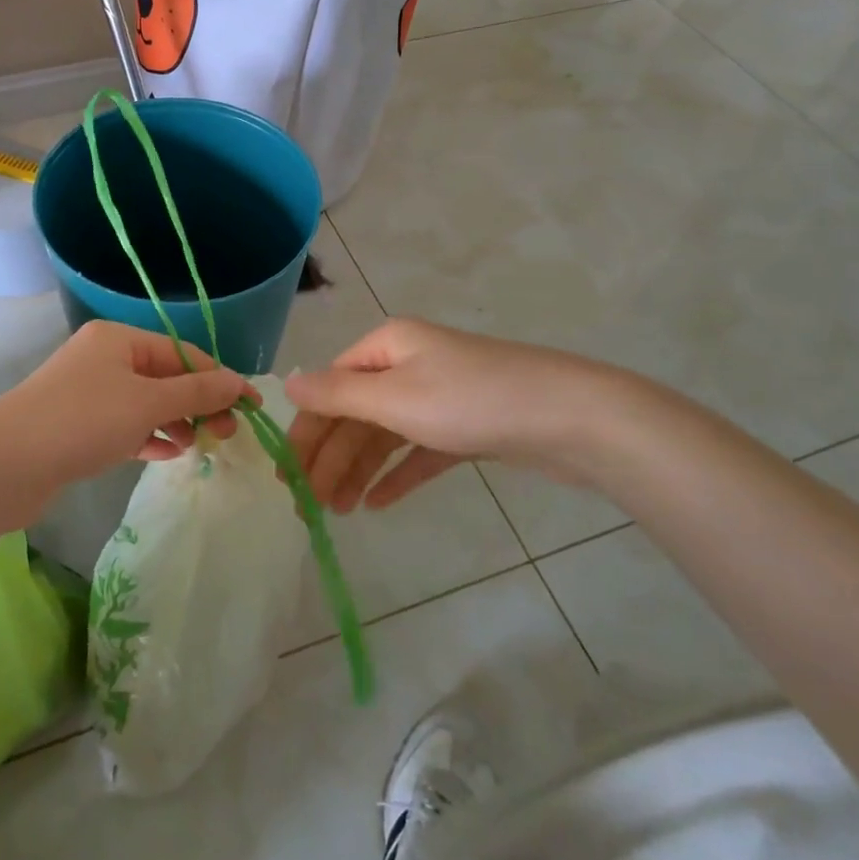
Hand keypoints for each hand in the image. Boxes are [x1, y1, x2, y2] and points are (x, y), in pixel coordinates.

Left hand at [0, 321, 255, 488]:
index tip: (251, 407)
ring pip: (146, 403)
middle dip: (199, 403)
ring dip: (176, 421)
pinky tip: (168, 453)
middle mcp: (104, 358)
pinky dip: (149, 436)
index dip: (221, 379)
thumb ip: (197, 392)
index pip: (183, 353)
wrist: (5, 464)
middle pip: (166, 377)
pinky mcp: (78, 426)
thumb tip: (239, 383)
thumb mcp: (147, 402)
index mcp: (120, 339)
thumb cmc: (83, 420)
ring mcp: (89, 393)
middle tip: (226, 434)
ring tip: (200, 446)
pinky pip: (126, 426)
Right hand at [284, 318, 635, 511]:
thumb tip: (286, 384)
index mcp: (388, 346)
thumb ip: (337, 395)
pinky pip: (419, 449)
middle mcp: (409, 363)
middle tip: (310, 506)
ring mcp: (440, 394)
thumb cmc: (471, 401)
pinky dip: (397, 473)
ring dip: (359, 470)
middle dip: (331, 458)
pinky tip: (378, 504)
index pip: (330, 387)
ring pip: (385, 434)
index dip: (307, 430)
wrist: (572, 417)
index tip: (287, 476)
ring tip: (340, 512)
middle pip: (356, 413)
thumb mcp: (395, 397)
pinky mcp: (467, 424)